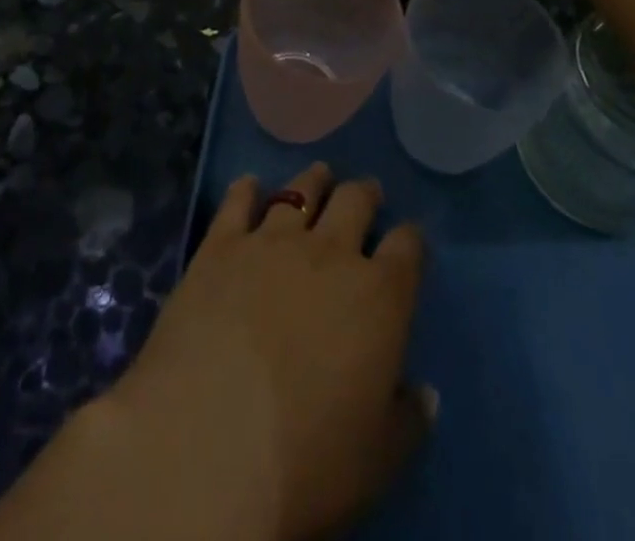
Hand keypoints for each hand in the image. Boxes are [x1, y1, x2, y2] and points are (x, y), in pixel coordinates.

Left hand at [97, 164, 432, 540]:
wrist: (210, 441)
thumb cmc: (308, 461)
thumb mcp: (377, 460)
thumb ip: (407, 420)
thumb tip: (424, 394)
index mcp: (379, 296)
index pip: (407, 248)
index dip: (411, 240)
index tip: (409, 239)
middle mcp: (330, 252)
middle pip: (355, 202)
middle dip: (365, 194)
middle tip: (366, 191)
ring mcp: (272, 241)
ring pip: (300, 191)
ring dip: (313, 180)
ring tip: (319, 174)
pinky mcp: (220, 245)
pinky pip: (238, 202)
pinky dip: (246, 189)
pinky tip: (249, 184)